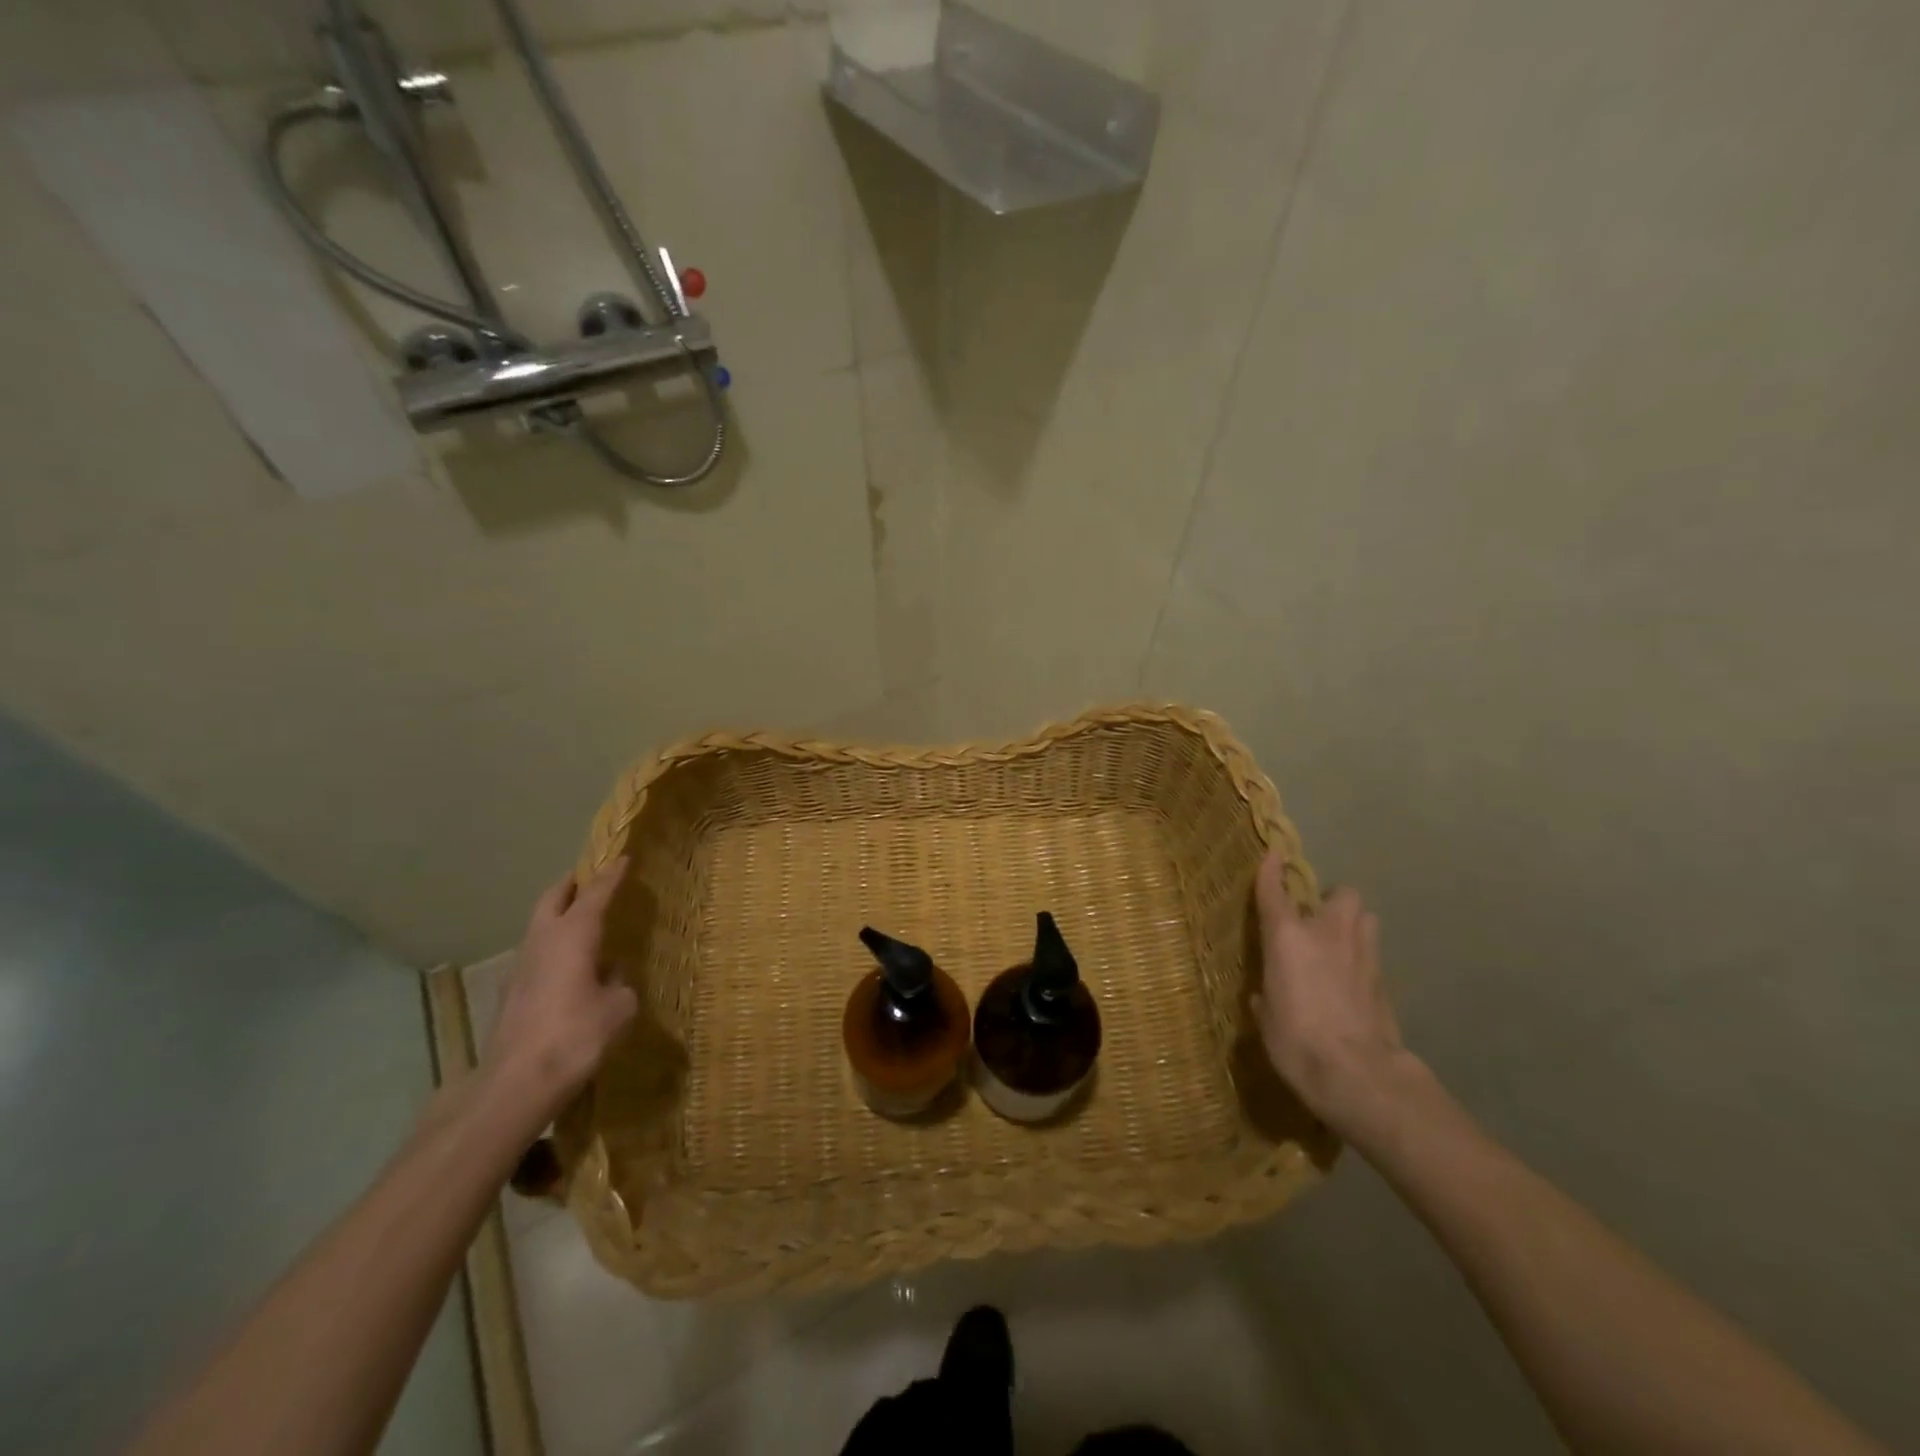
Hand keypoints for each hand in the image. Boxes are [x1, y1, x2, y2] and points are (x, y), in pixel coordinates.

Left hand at [480, 858, 638, 1128]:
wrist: (516, 1083)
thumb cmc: (576, 1035)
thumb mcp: (619, 1007)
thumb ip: (619, 984)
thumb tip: (611, 978)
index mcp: (574, 934)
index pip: (595, 893)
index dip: (610, 875)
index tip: (621, 858)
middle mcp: (543, 941)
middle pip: (552, 898)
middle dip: (571, 885)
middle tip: (589, 878)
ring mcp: (520, 967)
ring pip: (539, 926)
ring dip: (558, 916)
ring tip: (581, 921)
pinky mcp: (510, 993)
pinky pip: (535, 955)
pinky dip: (551, 947)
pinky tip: (567, 967)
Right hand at [1252, 850, 1414, 1139]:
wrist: (1357, 1074)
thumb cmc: (1295, 1041)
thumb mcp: (1267, 1019)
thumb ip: (1267, 998)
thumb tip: (1266, 998)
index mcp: (1287, 937)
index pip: (1275, 892)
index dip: (1271, 871)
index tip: (1274, 853)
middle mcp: (1326, 934)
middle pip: (1342, 895)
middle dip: (1332, 901)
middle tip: (1319, 919)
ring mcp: (1362, 955)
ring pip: (1366, 918)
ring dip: (1353, 925)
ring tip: (1340, 944)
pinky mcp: (1384, 981)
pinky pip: (1373, 955)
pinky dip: (1363, 960)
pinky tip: (1353, 981)